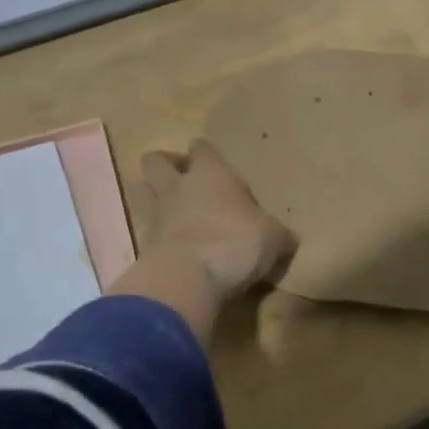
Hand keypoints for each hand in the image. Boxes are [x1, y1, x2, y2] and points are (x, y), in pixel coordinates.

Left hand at [130, 139, 295, 302]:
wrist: (189, 279)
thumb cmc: (235, 243)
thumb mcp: (273, 239)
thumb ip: (278, 234)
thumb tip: (289, 240)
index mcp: (211, 174)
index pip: (202, 149)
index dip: (204, 153)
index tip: (212, 162)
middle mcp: (178, 186)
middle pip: (156, 160)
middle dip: (165, 165)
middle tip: (181, 179)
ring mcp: (156, 214)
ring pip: (139, 189)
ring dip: (148, 193)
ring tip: (165, 206)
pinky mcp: (143, 245)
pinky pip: (142, 229)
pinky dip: (151, 233)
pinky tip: (166, 244)